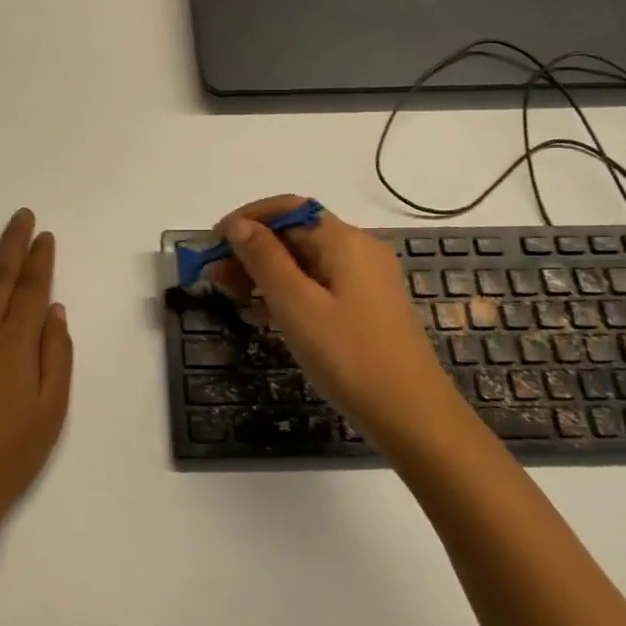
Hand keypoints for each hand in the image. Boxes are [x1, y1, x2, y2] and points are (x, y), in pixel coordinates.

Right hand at [214, 195, 449, 435]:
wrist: (413, 416)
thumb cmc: (349, 356)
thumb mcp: (296, 305)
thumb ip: (263, 259)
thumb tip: (238, 225)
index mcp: (343, 240)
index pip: (287, 209)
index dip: (246, 219)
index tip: (212, 243)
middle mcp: (358, 249)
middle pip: (295, 234)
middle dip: (251, 249)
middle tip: (213, 276)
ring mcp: (366, 279)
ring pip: (305, 261)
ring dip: (265, 272)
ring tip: (230, 295)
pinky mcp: (367, 306)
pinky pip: (319, 284)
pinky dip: (288, 291)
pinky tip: (262, 313)